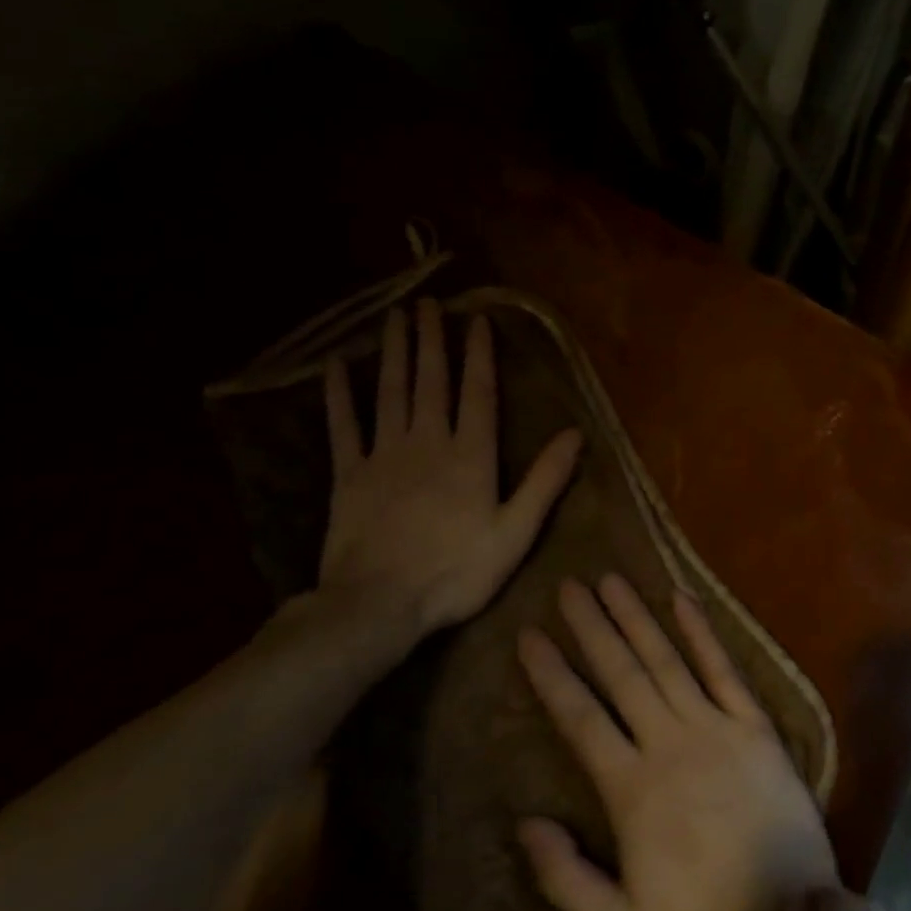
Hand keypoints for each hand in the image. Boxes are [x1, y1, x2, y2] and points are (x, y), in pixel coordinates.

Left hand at [319, 300, 582, 647]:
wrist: (377, 606)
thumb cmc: (455, 572)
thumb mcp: (515, 532)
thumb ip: (545, 480)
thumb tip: (575, 434)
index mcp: (470, 454)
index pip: (478, 392)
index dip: (478, 354)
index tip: (476, 320)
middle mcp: (427, 441)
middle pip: (431, 380)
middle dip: (431, 339)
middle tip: (428, 304)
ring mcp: (384, 455)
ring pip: (390, 392)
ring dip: (394, 352)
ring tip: (395, 318)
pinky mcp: (348, 475)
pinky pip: (343, 426)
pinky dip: (339, 395)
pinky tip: (335, 367)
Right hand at [517, 576, 838, 910]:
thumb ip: (566, 879)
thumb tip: (526, 823)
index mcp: (632, 788)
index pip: (581, 717)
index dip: (553, 674)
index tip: (530, 634)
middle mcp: (669, 742)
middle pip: (622, 673)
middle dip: (592, 627)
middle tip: (569, 586)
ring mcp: (715, 726)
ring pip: (667, 660)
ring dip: (637, 617)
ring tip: (612, 579)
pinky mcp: (753, 723)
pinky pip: (724, 668)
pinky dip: (703, 631)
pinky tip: (683, 597)